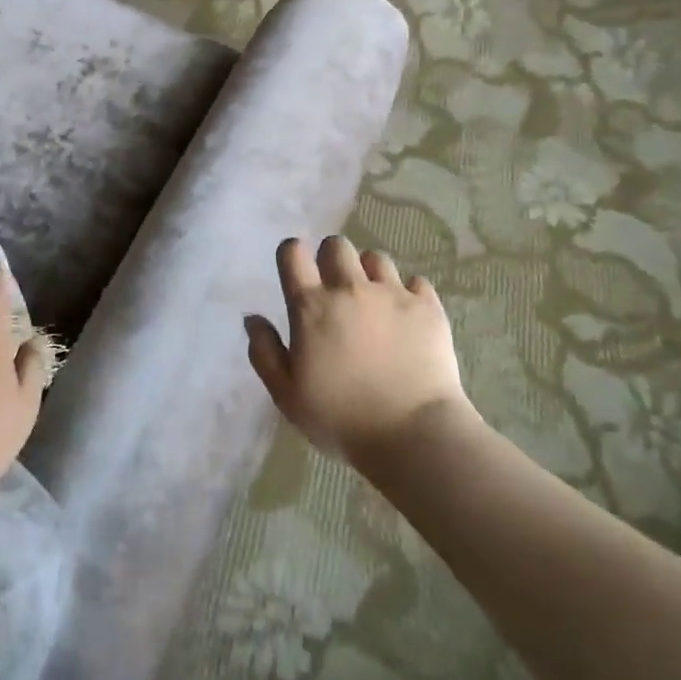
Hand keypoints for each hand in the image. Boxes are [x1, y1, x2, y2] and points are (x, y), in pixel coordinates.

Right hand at [246, 236, 472, 466]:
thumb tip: (253, 318)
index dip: (292, 253)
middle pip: (336, 245)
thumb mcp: (287, 395)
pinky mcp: (427, 307)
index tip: (296, 269)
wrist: (412, 434)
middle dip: (331, 258)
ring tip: (373, 300)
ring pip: (376, 258)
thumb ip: (264, 352)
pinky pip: (416, 282)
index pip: (293, 253)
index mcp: (311, 307)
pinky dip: (408, 293)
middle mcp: (350, 289)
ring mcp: (392, 294)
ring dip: (369, 273)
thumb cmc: (341, 418)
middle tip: (335, 287)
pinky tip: (406, 315)